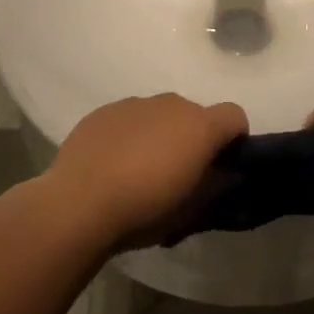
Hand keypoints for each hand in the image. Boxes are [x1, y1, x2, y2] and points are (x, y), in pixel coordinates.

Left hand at [44, 94, 247, 249]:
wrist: (79, 204)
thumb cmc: (145, 209)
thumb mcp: (192, 210)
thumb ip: (217, 185)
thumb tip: (228, 173)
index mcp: (200, 125)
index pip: (235, 116)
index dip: (234, 139)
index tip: (220, 165)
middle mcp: (171, 104)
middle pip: (195, 115)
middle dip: (193, 139)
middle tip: (178, 175)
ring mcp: (134, 104)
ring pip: (159, 115)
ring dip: (160, 135)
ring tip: (139, 172)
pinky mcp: (103, 111)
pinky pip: (128, 119)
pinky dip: (130, 135)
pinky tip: (112, 165)